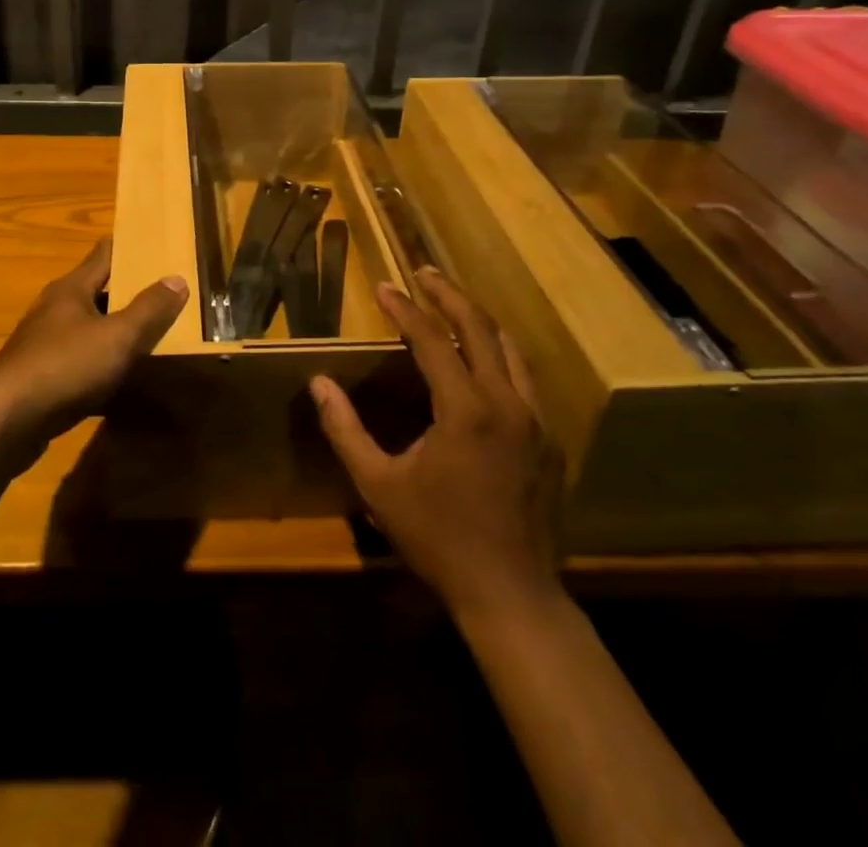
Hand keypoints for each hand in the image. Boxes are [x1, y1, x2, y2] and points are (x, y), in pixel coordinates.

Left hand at [0, 239, 187, 458]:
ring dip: (116, 331)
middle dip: (130, 292)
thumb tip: (177, 279)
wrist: (6, 421)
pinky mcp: (42, 377)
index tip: (158, 244)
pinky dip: (102, 366)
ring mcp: (46, 344)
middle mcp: (56, 309)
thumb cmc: (65, 366)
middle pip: (98, 291)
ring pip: (90, 329)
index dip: (131, 247)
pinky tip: (123, 382)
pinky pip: (81, 363)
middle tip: (168, 295)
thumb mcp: (117, 336)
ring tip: (152, 336)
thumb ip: (149, 309)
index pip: (104, 254)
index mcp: (72, 289)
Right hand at [310, 268, 563, 619]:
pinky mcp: (549, 441)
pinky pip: (525, 379)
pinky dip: (500, 355)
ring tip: (452, 305)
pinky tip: (484, 361)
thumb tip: (319, 383)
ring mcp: (535, 421)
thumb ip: (345, 429)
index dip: (405, 309)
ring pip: (511, 349)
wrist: (511, 595)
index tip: (383, 286)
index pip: (433, 339)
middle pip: (481, 328)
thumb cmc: (439, 538)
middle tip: (423, 273)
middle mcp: (507, 403)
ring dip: (479, 320)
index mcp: (465, 409)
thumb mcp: (379, 485)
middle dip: (449, 295)